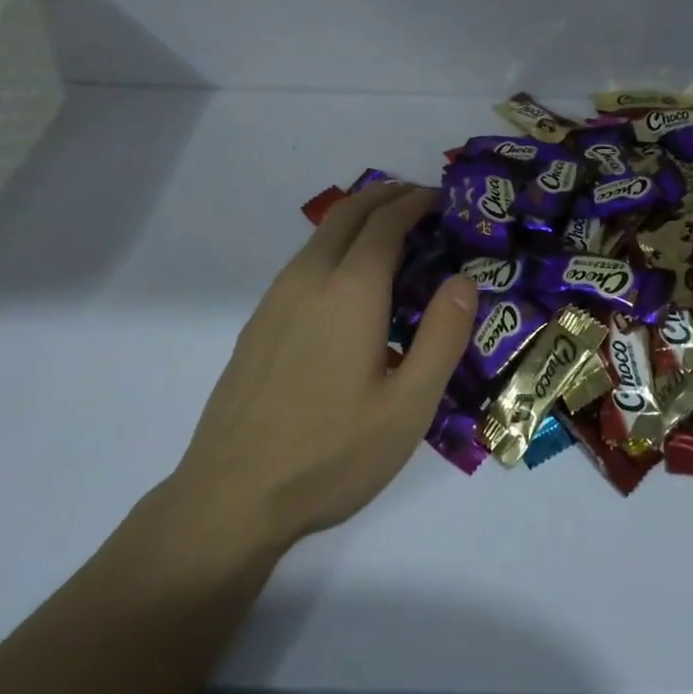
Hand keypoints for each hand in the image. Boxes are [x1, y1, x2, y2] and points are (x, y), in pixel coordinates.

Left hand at [164, 183, 475, 556]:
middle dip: (387, 195)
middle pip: (349, 212)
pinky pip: (305, 261)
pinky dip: (337, 245)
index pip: (386, 221)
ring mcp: (276, 299)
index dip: (415, 201)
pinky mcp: (259, 322)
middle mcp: (309, 279)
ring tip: (393, 235)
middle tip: (422, 202)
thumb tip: (463, 280)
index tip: (443, 198)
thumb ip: (443, 336)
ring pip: (322, 234)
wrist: (229, 498)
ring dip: (360, 217)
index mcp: (351, 291)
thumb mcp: (408, 407)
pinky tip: (350, 283)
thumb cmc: (330, 455)